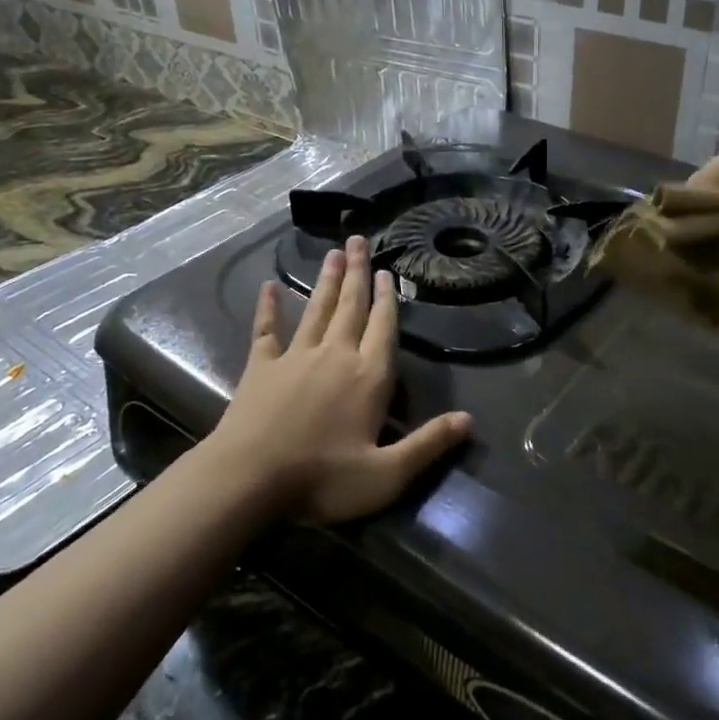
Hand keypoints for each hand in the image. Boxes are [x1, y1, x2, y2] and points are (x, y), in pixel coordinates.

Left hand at [205, 236, 471, 522]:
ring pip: (316, 310)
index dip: (387, 299)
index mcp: (368, 377)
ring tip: (333, 252)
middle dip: (357, 273)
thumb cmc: (322, 479)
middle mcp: (335, 356)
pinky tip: (268, 287)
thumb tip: (469, 420)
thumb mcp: (387, 475)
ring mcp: (296, 357)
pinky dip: (268, 308)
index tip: (386, 271)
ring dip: (326, 281)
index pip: (383, 328)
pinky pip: (266, 330)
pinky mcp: (261, 367)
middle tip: (358, 240)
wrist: (249, 480)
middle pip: (350, 307)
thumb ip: (428, 445)